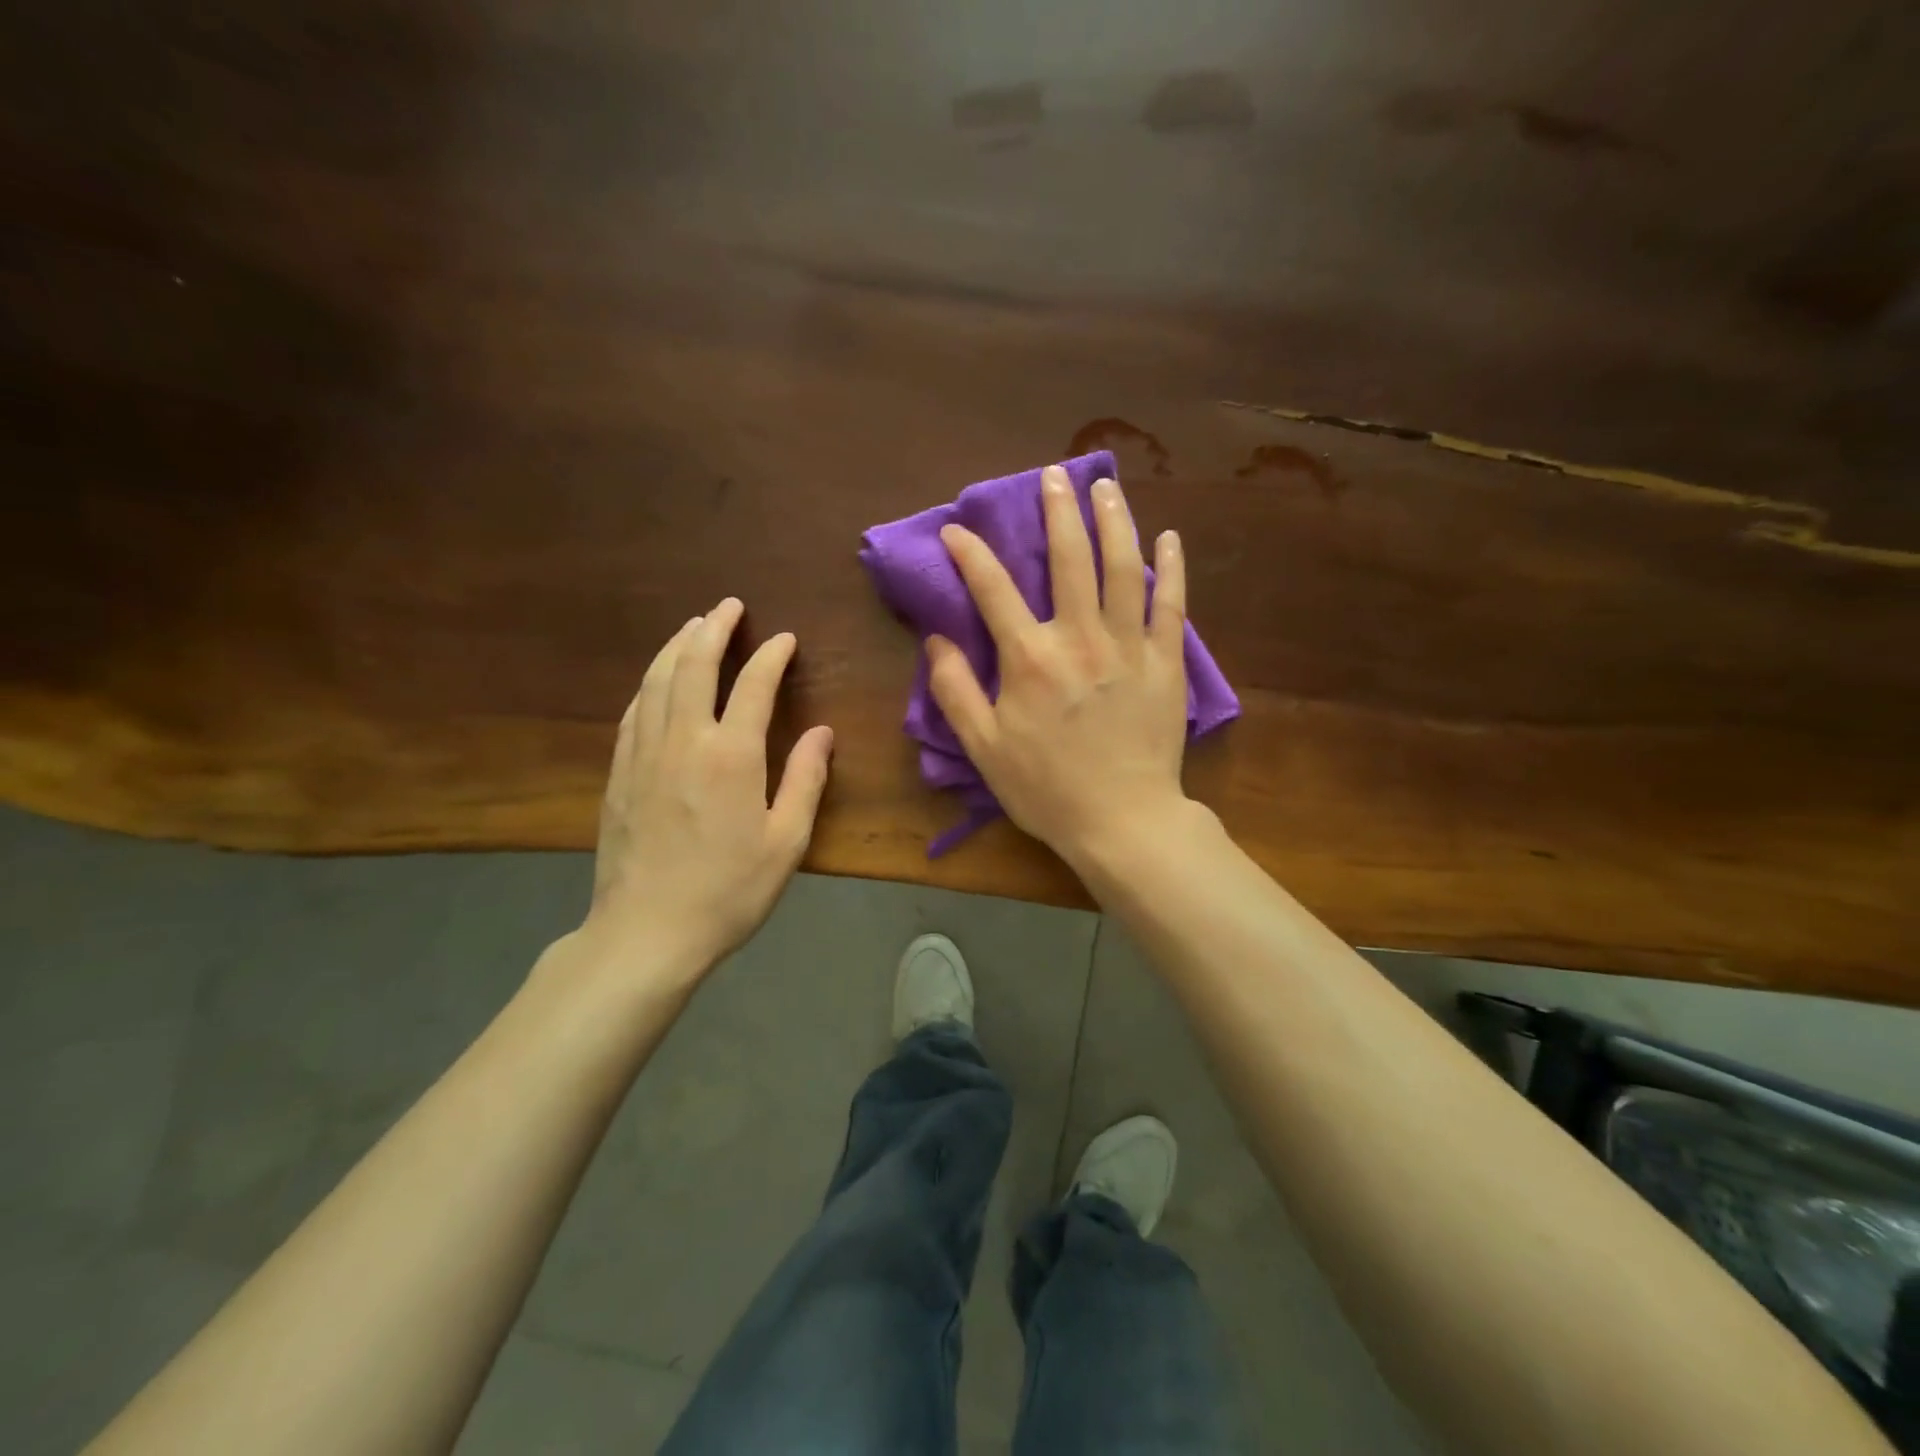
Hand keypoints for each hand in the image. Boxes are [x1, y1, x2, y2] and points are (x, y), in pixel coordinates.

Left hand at [578, 597, 833, 985]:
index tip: (784, 639)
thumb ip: (806, 780)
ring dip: (675, 647)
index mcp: (731, 755)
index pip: (752, 685)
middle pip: (693, 666)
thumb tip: (822, 731)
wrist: (647, 932)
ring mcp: (643, 754)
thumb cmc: (728, 890)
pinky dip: (648, 684)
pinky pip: (633, 712)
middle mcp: (683, 741)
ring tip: (692, 626)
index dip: (770, 656)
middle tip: (728, 606)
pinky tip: (655, 681)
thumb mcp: (786, 841)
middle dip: (713, 629)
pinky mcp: (618, 774)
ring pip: (656, 682)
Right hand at [929, 465, 1189, 864]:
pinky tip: (1167, 537)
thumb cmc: (1046, 789)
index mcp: (1030, 658)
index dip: (971, 554)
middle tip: (1053, 476)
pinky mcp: (1166, 663)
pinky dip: (1171, 567)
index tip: (956, 530)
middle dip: (1057, 512)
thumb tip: (936, 639)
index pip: (993, 589)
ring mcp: (1129, 646)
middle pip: (1069, 559)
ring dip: (1113, 521)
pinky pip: (1171, 604)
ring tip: (1105, 487)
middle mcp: (1080, 638)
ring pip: (1123, 568)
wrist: (1122, 821)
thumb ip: (955, 690)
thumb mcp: (983, 748)